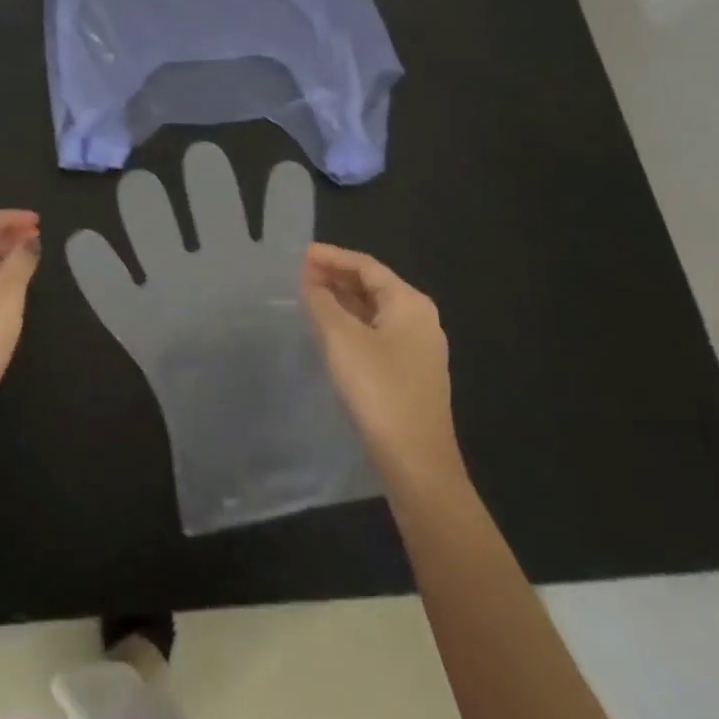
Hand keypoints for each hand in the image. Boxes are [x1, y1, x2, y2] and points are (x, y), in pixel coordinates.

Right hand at [301, 243, 465, 491]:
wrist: (416, 464)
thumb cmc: (379, 390)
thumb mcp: (341, 340)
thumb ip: (321, 303)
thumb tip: (310, 282)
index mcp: (409, 304)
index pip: (366, 266)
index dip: (332, 256)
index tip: (300, 254)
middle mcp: (419, 320)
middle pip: (372, 286)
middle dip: (336, 277)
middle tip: (300, 274)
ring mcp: (417, 349)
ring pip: (372, 311)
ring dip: (341, 300)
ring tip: (308, 295)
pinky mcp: (408, 373)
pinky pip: (375, 333)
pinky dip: (350, 324)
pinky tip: (327, 329)